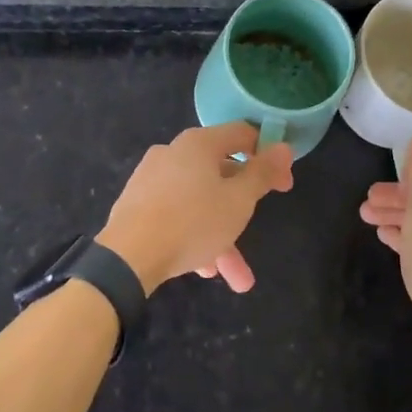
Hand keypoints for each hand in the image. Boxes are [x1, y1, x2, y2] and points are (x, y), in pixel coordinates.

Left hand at [97, 123, 293, 293]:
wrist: (127, 256)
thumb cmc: (192, 221)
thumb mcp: (238, 200)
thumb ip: (262, 173)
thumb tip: (284, 147)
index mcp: (199, 144)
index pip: (243, 135)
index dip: (269, 156)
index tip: (284, 185)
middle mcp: (174, 153)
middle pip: (220, 174)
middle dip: (243, 209)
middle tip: (258, 229)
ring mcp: (152, 178)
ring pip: (199, 202)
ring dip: (221, 236)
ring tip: (236, 276)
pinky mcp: (137, 203)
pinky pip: (177, 214)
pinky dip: (195, 235)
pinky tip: (203, 268)